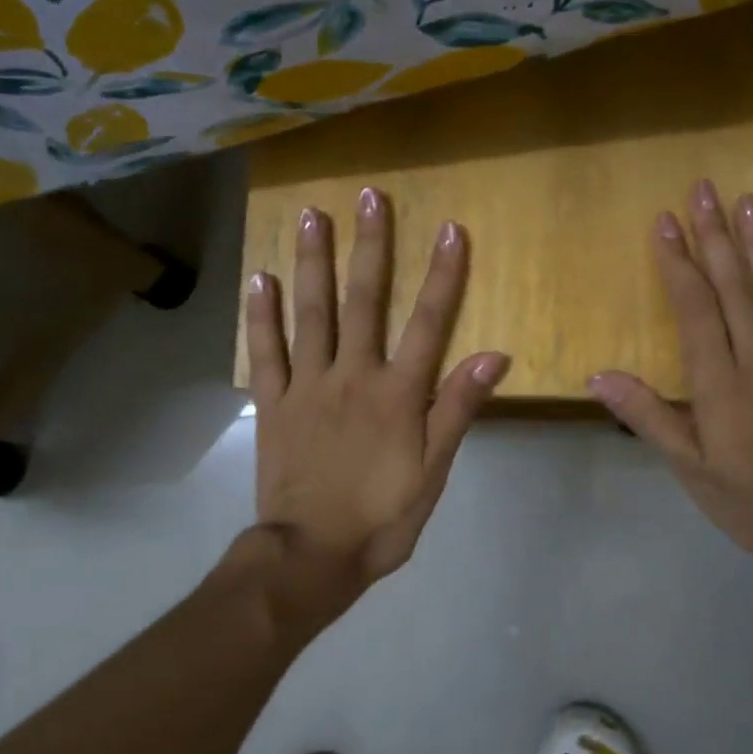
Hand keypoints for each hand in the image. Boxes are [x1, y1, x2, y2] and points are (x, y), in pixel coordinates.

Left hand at [245, 187, 508, 613]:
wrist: (312, 556)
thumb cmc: (382, 517)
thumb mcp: (433, 471)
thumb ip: (457, 409)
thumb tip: (492, 355)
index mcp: (397, 393)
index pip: (428, 322)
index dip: (442, 275)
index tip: (450, 229)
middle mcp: (352, 376)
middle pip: (364, 301)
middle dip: (370, 246)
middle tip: (370, 197)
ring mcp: (307, 386)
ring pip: (311, 314)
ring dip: (312, 262)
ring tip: (311, 216)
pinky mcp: (273, 404)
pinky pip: (264, 352)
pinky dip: (261, 315)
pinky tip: (259, 278)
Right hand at [587, 179, 752, 593]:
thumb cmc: (749, 500)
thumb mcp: (688, 467)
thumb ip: (647, 415)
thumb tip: (599, 375)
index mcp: (721, 382)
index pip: (695, 307)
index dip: (679, 262)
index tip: (666, 221)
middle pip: (736, 286)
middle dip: (717, 235)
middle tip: (705, 189)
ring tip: (748, 201)